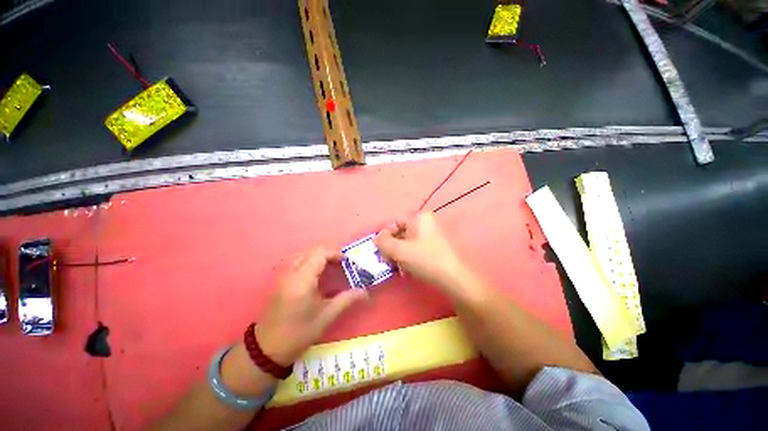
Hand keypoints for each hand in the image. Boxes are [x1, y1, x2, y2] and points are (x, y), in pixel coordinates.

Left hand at [255, 247, 366, 365]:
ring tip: (331, 267)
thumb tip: (365, 292)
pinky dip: (310, 261)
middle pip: (311, 251)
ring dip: (319, 256)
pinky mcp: (280, 280)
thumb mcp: (326, 317)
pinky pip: (297, 261)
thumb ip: (346, 300)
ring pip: (303, 254)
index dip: (335, 253)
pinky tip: (317, 274)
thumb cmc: (298, 333)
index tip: (347, 262)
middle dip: (328, 253)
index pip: (320, 254)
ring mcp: (283, 276)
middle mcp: (291, 273)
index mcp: (302, 280)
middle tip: (341, 264)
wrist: (266, 349)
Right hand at [375, 211, 469, 292]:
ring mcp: (431, 233)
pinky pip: (415, 247)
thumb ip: (383, 242)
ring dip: (399, 253)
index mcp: (419, 217)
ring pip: (407, 241)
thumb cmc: (424, 259)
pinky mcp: (434, 245)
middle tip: (387, 260)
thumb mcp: (399, 250)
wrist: (452, 277)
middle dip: (391, 247)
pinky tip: (407, 268)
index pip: (394, 222)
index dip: (384, 236)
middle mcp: (426, 221)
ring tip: (397, 266)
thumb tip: (377, 238)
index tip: (380, 250)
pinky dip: (408, 256)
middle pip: (401, 232)